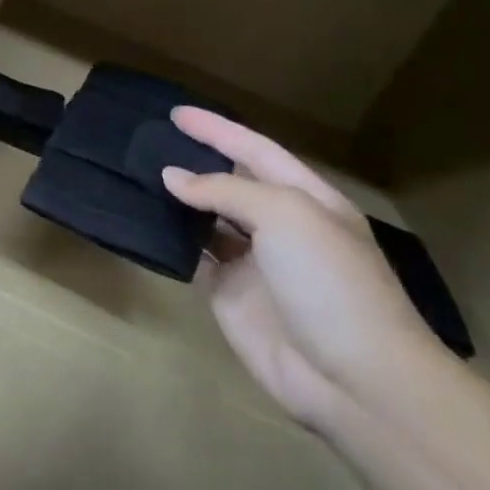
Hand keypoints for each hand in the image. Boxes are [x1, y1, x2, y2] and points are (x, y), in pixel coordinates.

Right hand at [161, 109, 430, 427]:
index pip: (255, 150)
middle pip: (230, 181)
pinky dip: (171, 238)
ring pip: (207, 218)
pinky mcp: (230, 293)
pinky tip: (145, 221)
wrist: (353, 376)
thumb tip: (173, 178)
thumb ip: (227, 191)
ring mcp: (254, 261)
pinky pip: (195, 255)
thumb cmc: (329, 282)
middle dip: (195, 159)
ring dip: (178, 198)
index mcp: (307, 198)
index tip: (175, 113)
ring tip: (136, 175)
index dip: (217, 129)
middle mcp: (280, 224)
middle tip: (146, 141)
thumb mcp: (287, 217)